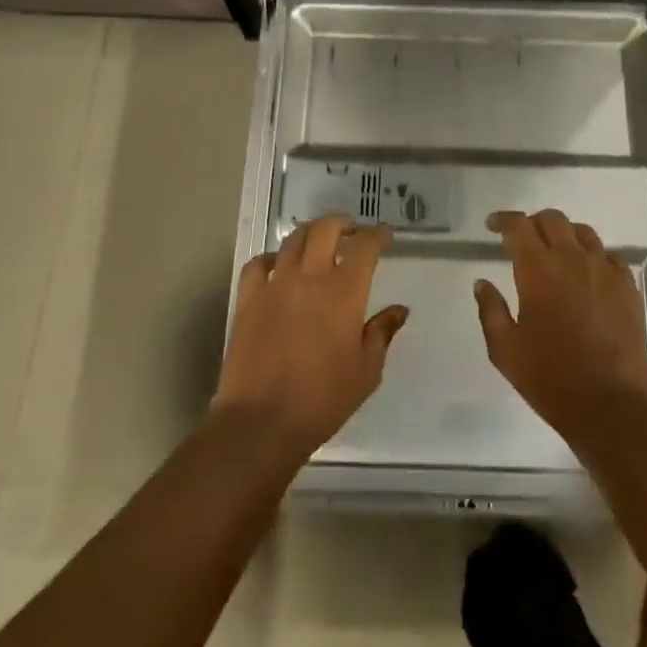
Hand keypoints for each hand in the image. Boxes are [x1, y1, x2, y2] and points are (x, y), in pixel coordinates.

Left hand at [213, 217, 406, 459]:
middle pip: (325, 229)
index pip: (365, 247)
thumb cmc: (322, 400)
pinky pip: (258, 264)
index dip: (377, 235)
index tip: (385, 235)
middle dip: (342, 223)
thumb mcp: (366, 371)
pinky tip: (278, 267)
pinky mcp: (248, 300)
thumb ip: (382, 333)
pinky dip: (271, 258)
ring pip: (293, 240)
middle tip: (351, 232)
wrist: (261, 422)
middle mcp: (309, 278)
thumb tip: (398, 310)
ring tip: (319, 243)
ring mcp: (274, 285)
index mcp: (344, 292)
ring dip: (311, 234)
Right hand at [475, 209, 646, 445]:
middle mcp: (572, 259)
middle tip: (522, 239)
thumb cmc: (550, 378)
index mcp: (538, 270)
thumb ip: (491, 310)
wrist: (612, 405)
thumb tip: (482, 283)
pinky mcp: (628, 287)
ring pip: (583, 232)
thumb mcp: (505, 350)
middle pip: (552, 220)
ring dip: (564, 234)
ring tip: (555, 251)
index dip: (504, 220)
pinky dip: (593, 255)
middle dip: (533, 223)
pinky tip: (587, 273)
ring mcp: (604, 270)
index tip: (493, 225)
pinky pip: (609, 256)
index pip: (519, 226)